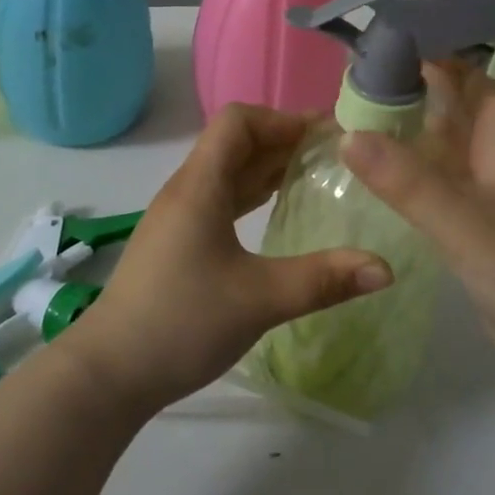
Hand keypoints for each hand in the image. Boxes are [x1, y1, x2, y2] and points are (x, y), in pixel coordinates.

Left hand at [58, 105, 393, 416]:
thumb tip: (386, 268)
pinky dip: (253, 194)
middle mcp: (187, 191)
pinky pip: (222, 199)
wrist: (108, 374)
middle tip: (335, 153)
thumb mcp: (259, 299)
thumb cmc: (181, 322)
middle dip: (284, 140)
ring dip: (269, 167)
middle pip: (236, 142)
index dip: (282, 119)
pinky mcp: (178, 242)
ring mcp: (179, 218)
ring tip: (316, 175)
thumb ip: (324, 280)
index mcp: (200, 186)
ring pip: (228, 172)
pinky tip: (279, 212)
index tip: (325, 135)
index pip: (238, 122)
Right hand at [342, 61, 494, 386]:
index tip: (378, 46)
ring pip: (441, 146)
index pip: (469, 77)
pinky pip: (436, 183)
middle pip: (450, 108)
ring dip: (405, 131)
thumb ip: (407, 180)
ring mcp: (485, 192)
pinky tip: (374, 174)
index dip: (432, 55)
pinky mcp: (474, 224)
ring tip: (349, 118)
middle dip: (408, 91)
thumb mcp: (464, 222)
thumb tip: (346, 134)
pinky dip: (408, 171)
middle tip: (349, 84)